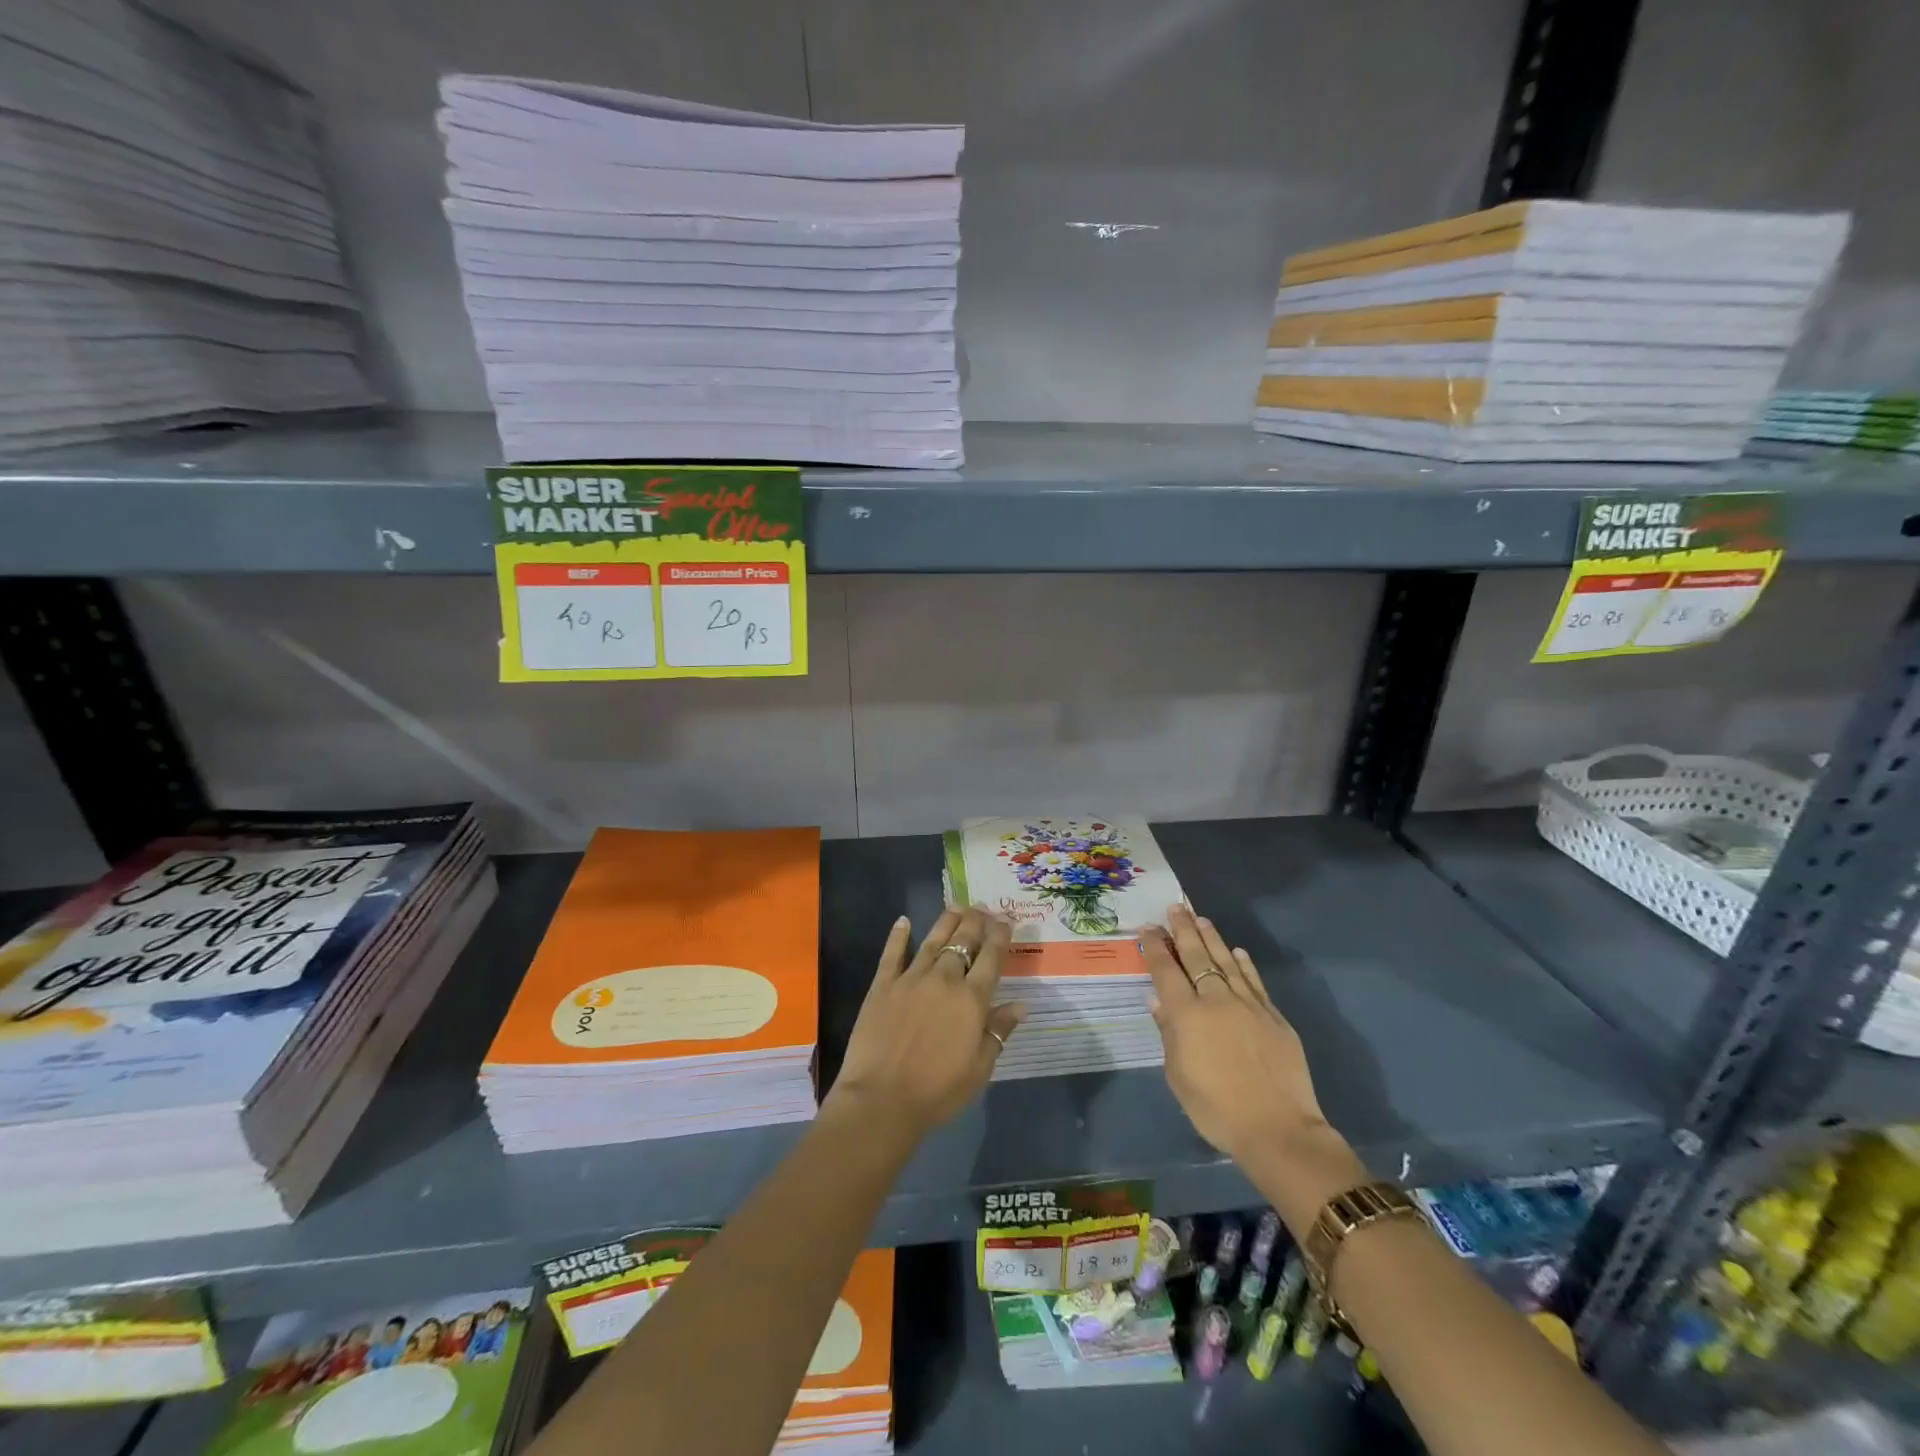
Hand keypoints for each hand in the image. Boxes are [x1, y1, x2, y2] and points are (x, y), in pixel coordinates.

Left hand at [828, 905, 1025, 1139]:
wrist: (882, 1099)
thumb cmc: (938, 1091)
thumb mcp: (979, 1069)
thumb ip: (998, 1031)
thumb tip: (1020, 1004)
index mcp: (971, 1000)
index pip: (991, 958)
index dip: (1000, 936)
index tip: (1006, 920)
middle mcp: (943, 980)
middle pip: (963, 942)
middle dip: (975, 921)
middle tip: (982, 907)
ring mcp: (910, 980)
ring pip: (932, 941)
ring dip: (946, 922)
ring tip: (956, 906)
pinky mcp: (882, 986)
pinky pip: (891, 954)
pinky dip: (898, 935)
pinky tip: (903, 921)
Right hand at [1144, 906, 1365, 1229]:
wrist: (1278, 1129)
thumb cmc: (1216, 1109)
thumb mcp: (1178, 1076)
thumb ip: (1168, 1033)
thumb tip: (1158, 1000)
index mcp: (1186, 1015)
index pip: (1166, 970)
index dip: (1155, 947)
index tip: (1148, 928)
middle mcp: (1216, 1000)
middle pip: (1196, 957)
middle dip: (1183, 930)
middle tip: (1176, 907)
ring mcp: (1248, 1005)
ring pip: (1226, 962)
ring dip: (1212, 939)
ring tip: (1202, 919)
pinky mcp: (1274, 1016)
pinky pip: (1254, 981)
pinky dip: (1244, 964)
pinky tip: (1237, 952)